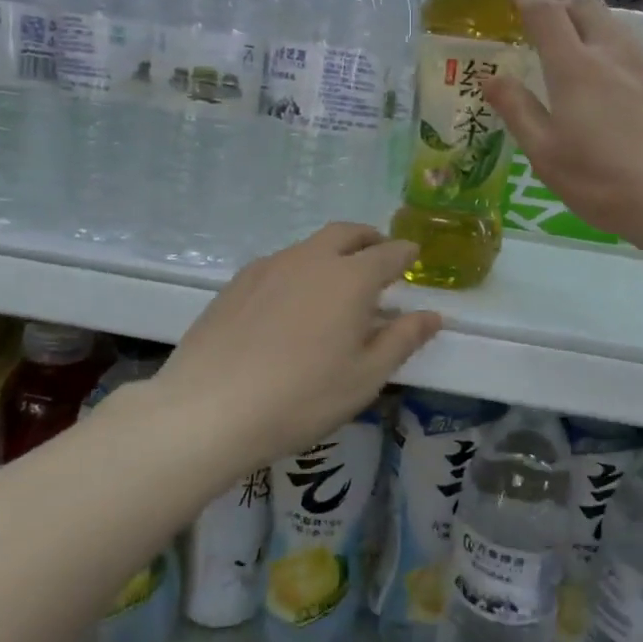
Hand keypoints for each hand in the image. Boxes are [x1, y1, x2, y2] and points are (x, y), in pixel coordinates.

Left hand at [149, 224, 442, 470]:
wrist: (210, 408)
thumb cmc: (302, 397)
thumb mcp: (365, 377)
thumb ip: (402, 340)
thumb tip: (432, 315)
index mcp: (349, 279)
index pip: (388, 254)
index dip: (405, 253)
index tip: (413, 256)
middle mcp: (310, 260)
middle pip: (346, 233)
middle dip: (369, 239)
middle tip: (379, 254)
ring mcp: (268, 267)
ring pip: (309, 246)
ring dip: (332, 253)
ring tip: (336, 282)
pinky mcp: (236, 283)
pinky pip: (279, 264)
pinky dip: (299, 269)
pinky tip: (292, 302)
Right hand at [486, 0, 642, 252]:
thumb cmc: (601, 181)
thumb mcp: (545, 153)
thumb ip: (517, 109)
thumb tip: (491, 77)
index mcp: (575, 67)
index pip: (545, 13)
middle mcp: (613, 53)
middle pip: (585, 7)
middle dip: (560, 7)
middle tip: (542, 30)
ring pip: (614, 26)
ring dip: (589, 28)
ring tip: (575, 57)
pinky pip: (634, 49)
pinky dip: (613, 50)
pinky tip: (612, 86)